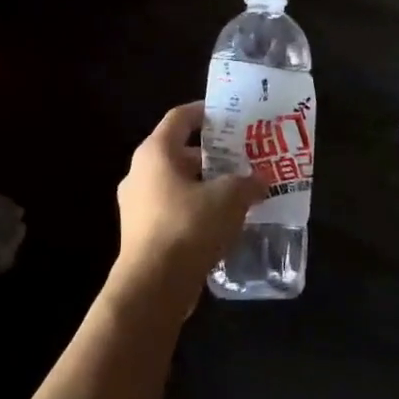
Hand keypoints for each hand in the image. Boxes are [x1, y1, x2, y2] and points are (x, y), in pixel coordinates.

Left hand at [113, 103, 264, 310]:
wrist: (153, 285)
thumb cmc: (188, 227)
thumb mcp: (228, 198)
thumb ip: (247, 183)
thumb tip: (261, 180)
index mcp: (155, 153)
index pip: (180, 117)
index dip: (205, 112)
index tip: (230, 116)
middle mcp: (140, 173)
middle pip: (179, 152)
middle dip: (213, 155)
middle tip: (243, 158)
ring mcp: (137, 205)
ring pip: (177, 184)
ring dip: (206, 185)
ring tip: (239, 191)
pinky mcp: (142, 233)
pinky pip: (173, 210)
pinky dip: (196, 209)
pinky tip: (222, 222)